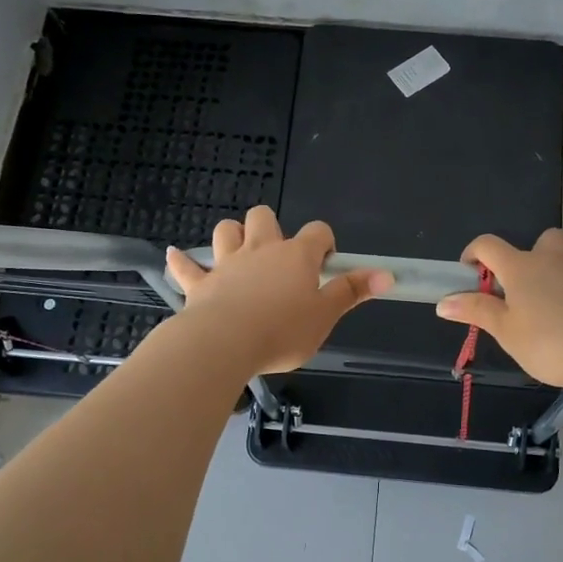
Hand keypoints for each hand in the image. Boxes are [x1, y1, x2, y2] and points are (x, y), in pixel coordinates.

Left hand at [165, 206, 392, 374]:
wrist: (225, 344)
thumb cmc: (283, 331)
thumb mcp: (325, 316)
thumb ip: (353, 292)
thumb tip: (387, 274)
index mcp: (296, 256)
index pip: (317, 232)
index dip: (324, 242)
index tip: (325, 263)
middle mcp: (261, 250)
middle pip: (263, 217)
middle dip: (270, 228)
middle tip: (278, 258)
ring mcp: (227, 264)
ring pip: (226, 231)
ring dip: (232, 237)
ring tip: (238, 253)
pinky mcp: (200, 284)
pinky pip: (187, 266)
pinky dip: (182, 262)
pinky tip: (175, 256)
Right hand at [435, 229, 562, 389]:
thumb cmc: (550, 343)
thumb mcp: (506, 333)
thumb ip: (477, 312)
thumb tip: (443, 302)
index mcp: (522, 268)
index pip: (489, 246)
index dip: (475, 253)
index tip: (470, 270)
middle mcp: (557, 258)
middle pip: (544, 239)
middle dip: (536, 255)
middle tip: (532, 286)